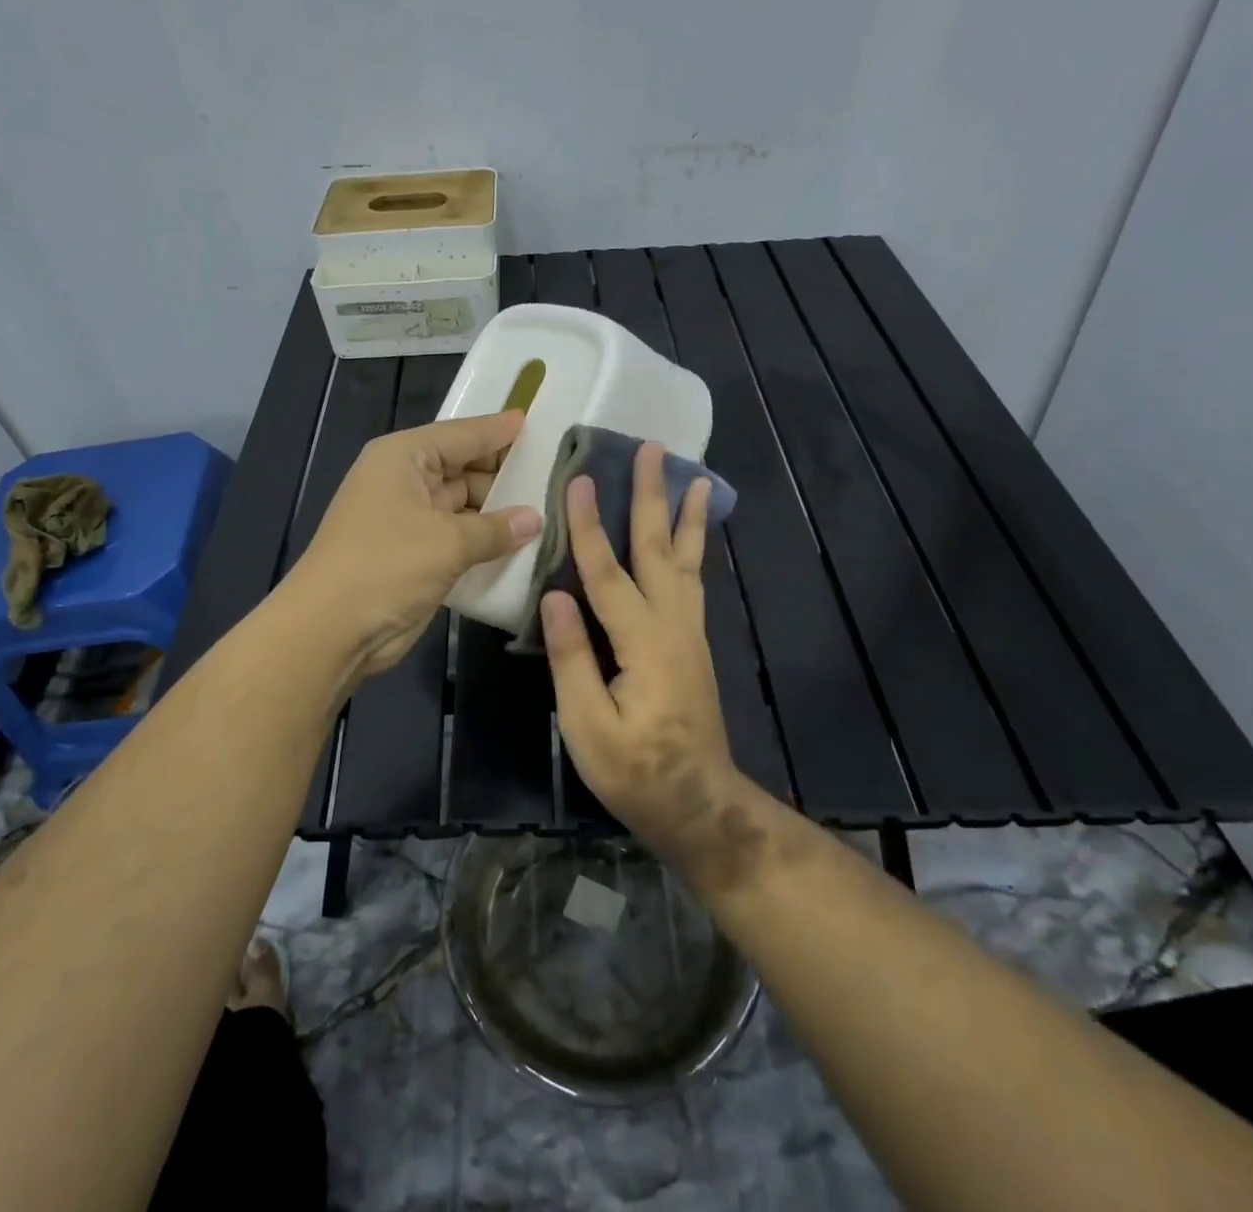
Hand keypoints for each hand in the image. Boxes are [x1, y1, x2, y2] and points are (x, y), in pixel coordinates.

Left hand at [290, 412, 541, 675]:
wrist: (332, 629)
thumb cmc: (386, 566)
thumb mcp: (448, 541)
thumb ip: (496, 528)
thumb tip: (536, 520)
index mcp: (404, 457)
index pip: (462, 434)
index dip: (499, 431)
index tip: (536, 422)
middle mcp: (405, 481)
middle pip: (464, 468)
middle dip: (505, 474)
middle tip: (556, 475)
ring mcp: (410, 519)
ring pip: (464, 505)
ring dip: (499, 512)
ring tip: (550, 508)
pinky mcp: (416, 554)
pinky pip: (459, 537)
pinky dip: (485, 540)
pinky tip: (523, 542)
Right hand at [540, 443, 746, 869]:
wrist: (698, 803)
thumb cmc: (635, 770)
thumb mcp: (587, 724)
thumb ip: (572, 657)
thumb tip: (554, 595)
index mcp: (642, 641)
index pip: (607, 570)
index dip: (588, 524)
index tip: (579, 478)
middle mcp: (673, 623)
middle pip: (658, 548)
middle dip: (652, 495)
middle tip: (655, 449)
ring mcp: (689, 631)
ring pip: (686, 560)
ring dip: (685, 515)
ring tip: (694, 476)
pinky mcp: (693, 643)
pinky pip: (693, 581)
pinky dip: (693, 549)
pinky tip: (691, 537)